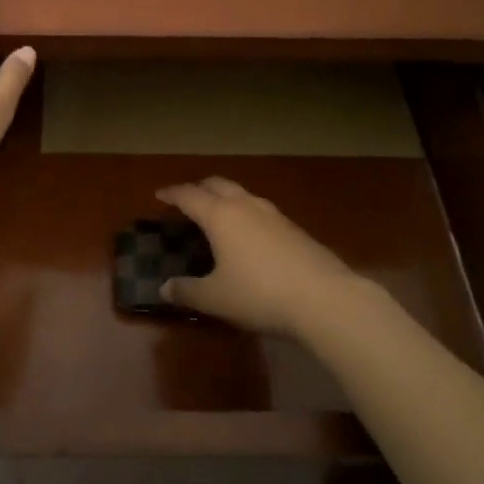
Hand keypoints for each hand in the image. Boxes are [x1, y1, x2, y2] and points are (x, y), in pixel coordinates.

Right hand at [153, 178, 367, 338]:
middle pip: (218, 184)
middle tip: (188, 199)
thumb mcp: (216, 298)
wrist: (324, 298)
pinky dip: (246, 214)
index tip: (159, 194)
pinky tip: (249, 236)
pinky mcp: (294, 228)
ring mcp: (273, 214)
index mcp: (220, 215)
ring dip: (226, 198)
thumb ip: (188, 291)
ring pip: (243, 194)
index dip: (172, 194)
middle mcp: (245, 206)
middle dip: (199, 188)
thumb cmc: (259, 294)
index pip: (189, 196)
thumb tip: (164, 288)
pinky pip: (261, 211)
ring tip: (218, 214)